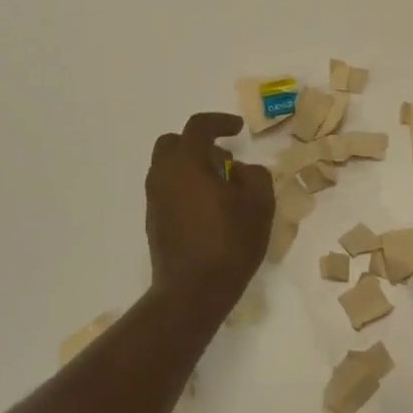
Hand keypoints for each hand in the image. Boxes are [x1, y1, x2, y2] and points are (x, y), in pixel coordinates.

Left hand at [145, 112, 274, 318]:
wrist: (192, 291)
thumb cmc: (229, 242)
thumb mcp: (259, 204)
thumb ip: (255, 175)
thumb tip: (241, 170)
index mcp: (186, 162)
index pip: (198, 126)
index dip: (220, 122)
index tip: (238, 129)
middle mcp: (163, 175)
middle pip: (173, 143)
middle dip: (198, 143)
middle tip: (224, 159)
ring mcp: (154, 199)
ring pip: (168, 167)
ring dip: (192, 167)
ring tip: (221, 187)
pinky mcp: (154, 221)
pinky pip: (167, 190)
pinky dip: (185, 187)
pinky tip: (209, 209)